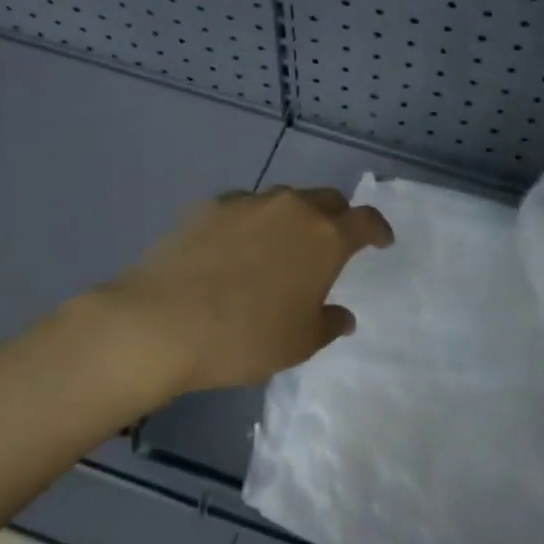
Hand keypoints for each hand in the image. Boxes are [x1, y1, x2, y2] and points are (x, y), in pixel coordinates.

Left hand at [91, 186, 393, 400]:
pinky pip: (245, 207)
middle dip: (337, 217)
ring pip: (284, 200)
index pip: (365, 220)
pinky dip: (253, 222)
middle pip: (326, 199)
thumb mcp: (299, 343)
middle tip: (332, 243)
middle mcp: (291, 208)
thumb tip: (341, 316)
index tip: (381, 241)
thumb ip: (328, 323)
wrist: (161, 322)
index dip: (378, 229)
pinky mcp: (209, 206)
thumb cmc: (245, 337)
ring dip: (294, 218)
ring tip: (282, 246)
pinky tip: (236, 248)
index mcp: (325, 237)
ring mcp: (248, 202)